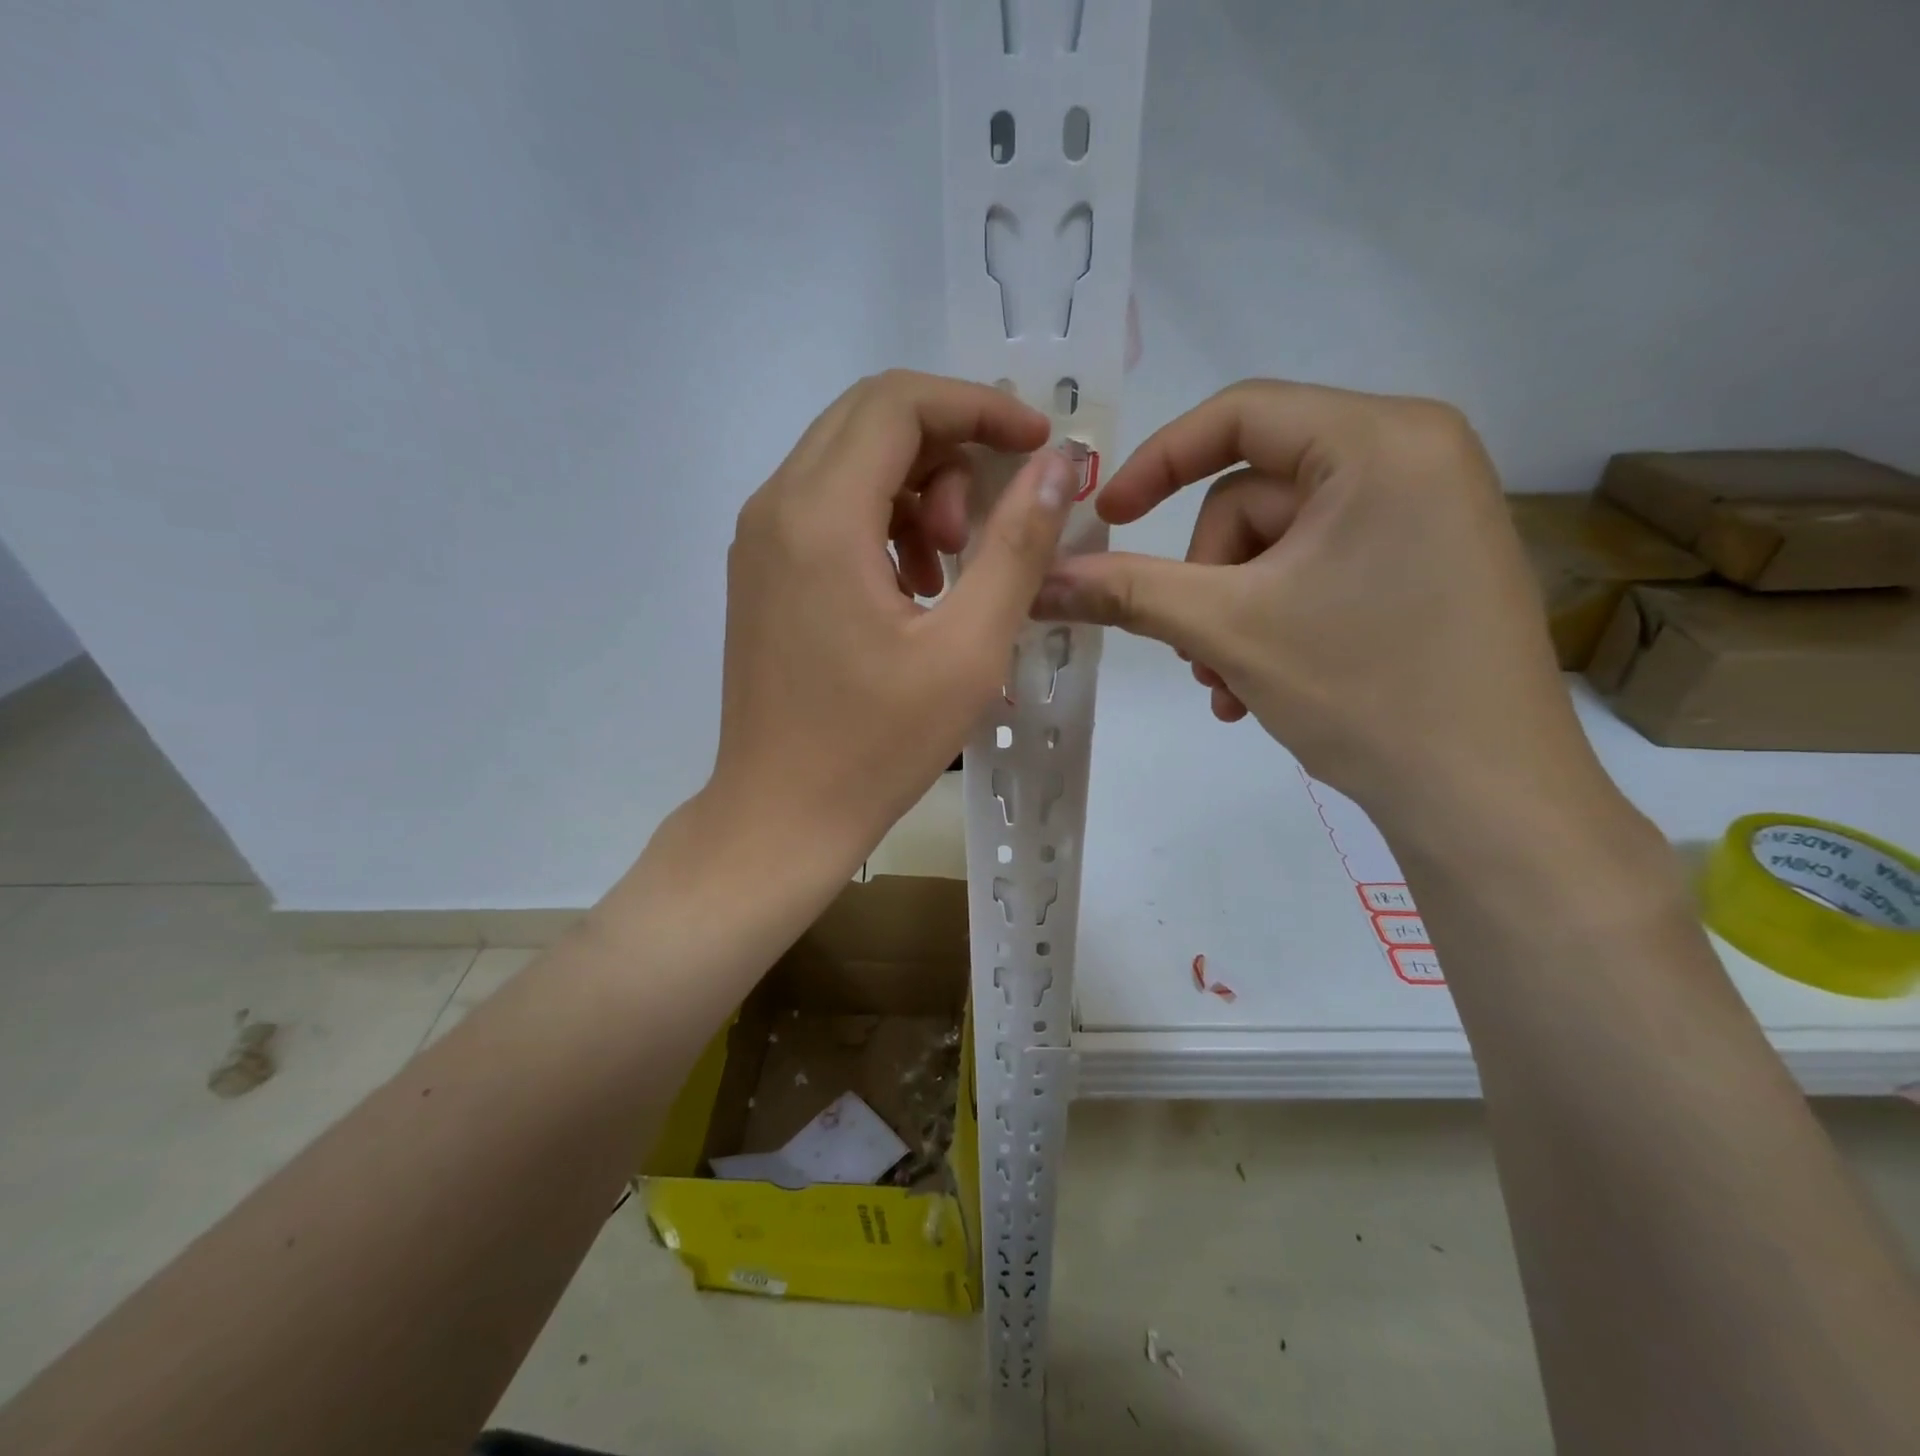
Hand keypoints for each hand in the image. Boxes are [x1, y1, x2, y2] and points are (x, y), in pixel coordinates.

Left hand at [708, 370, 1077, 869]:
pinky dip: (881, 521)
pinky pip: (827, 508)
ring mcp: (759, 540)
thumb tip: (1056, 465)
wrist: (781, 816)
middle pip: (870, 421)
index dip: (978, 406)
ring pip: (848, 462)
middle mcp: (775, 507)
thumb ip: (1016, 546)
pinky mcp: (760, 572)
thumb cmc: (876, 746)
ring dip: (915, 488)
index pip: (899, 403)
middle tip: (991, 517)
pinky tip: (913, 586)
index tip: (1035, 443)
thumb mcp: (967, 649)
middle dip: (949, 446)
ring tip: (951, 565)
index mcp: (820, 517)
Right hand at [1034, 380, 1598, 828]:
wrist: (1489, 800)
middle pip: (1255, 496)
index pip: (1240, 415)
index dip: (1157, 463)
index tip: (1106, 520)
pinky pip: (1318, 571)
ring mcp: (1427, 515)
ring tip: (1227, 685)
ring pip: (1279, 545)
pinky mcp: (1427, 566)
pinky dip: (1273, 622)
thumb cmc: (1363, 689)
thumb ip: (1127, 592)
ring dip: (1232, 615)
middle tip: (1198, 653)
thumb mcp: (1226, 630)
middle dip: (1209, 581)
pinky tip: (1260, 687)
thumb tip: (1041, 579)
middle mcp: (1415, 457)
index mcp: (1381, 441)